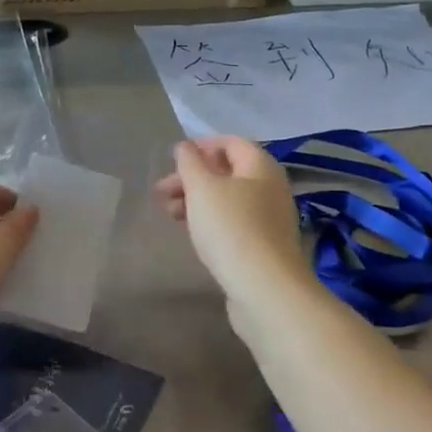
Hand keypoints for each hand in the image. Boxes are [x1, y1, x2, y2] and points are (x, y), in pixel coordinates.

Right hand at [154, 137, 310, 306]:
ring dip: (197, 200)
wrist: (265, 289)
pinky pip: (233, 222)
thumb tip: (185, 146)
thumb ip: (190, 163)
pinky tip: (192, 232)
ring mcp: (269, 218)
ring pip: (228, 199)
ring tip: (170, 214)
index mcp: (260, 166)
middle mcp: (270, 187)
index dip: (201, 146)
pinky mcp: (263, 245)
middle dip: (193, 177)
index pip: (231, 143)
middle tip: (162, 191)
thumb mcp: (202, 189)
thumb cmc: (231, 228)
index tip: (173, 159)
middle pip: (228, 172)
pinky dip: (210, 220)